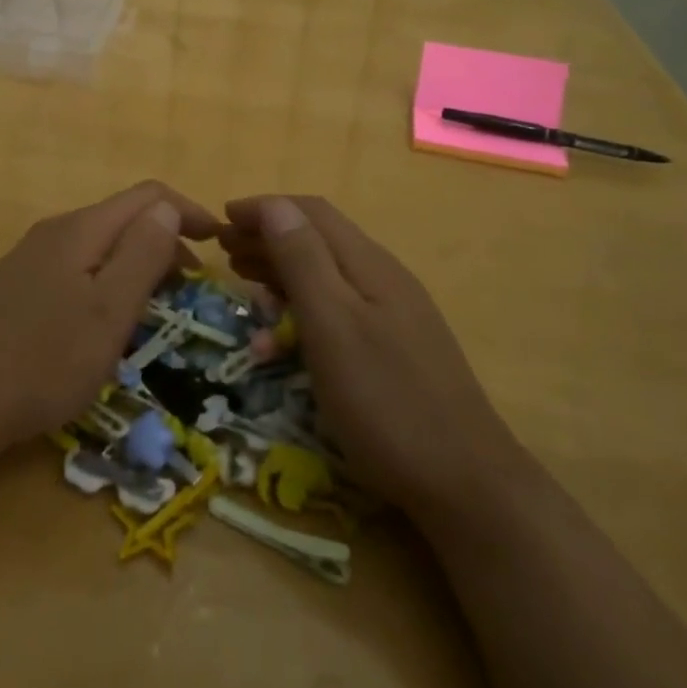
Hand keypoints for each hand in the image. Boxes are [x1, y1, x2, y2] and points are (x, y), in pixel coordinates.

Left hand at [0, 182, 219, 458]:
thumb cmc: (43, 360)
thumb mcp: (108, 310)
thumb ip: (143, 254)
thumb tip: (168, 209)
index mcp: (81, 229)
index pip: (148, 196)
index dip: (188, 212)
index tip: (220, 243)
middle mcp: (56, 231)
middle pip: (124, 217)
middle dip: (166, 240)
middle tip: (193, 286)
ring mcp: (33, 258)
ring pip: (102, 244)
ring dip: (138, 262)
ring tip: (159, 305)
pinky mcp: (19, 287)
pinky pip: (80, 267)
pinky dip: (110, 280)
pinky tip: (109, 318)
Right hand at [220, 195, 522, 520]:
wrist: (466, 482)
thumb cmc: (385, 401)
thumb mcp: (332, 326)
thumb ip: (303, 262)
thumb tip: (276, 205)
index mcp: (367, 263)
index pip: (310, 212)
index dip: (264, 208)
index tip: (220, 219)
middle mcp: (382, 276)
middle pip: (318, 238)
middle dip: (268, 236)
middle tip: (224, 253)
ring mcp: (393, 312)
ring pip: (328, 273)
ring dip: (282, 269)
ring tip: (245, 282)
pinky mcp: (395, 345)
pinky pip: (339, 307)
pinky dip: (303, 305)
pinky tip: (286, 330)